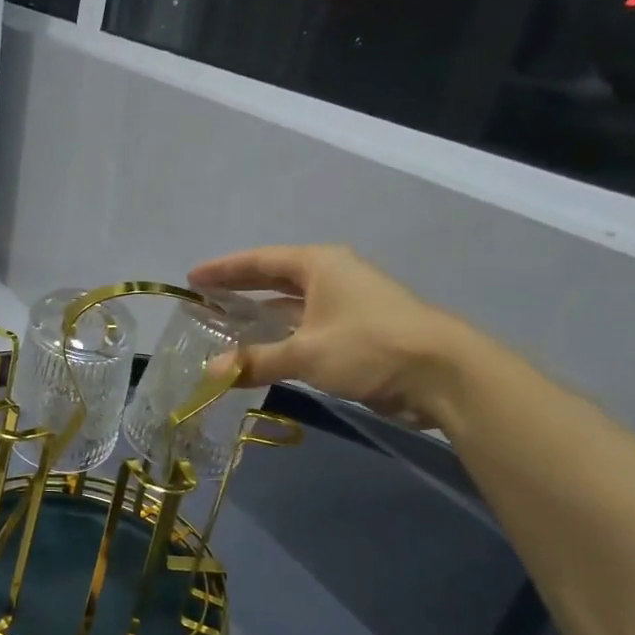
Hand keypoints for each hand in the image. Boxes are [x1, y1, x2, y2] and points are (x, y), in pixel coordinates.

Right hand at [189, 244, 459, 427]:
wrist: (441, 373)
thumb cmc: (368, 346)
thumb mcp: (305, 353)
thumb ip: (255, 360)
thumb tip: (210, 373)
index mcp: (319, 265)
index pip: (260, 261)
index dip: (224, 270)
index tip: (192, 278)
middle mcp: (333, 276)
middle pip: (275, 278)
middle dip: (241, 288)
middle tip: (206, 298)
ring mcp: (348, 303)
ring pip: (293, 305)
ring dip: (262, 316)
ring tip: (227, 325)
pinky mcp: (359, 331)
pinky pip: (307, 327)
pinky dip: (283, 336)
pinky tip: (264, 351)